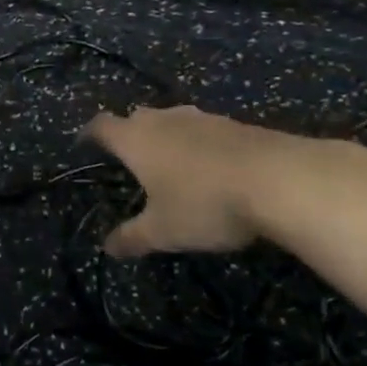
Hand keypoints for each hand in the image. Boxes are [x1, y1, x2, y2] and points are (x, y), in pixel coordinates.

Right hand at [83, 106, 309, 257]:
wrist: (282, 180)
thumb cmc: (205, 203)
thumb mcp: (163, 231)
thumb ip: (132, 238)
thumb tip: (107, 248)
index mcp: (136, 140)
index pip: (101, 126)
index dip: (89, 134)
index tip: (84, 144)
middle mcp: (164, 120)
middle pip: (137, 117)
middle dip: (129, 134)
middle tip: (129, 158)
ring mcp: (203, 119)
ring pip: (173, 120)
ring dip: (167, 137)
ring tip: (170, 162)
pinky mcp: (237, 125)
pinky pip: (205, 130)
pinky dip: (199, 144)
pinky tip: (211, 168)